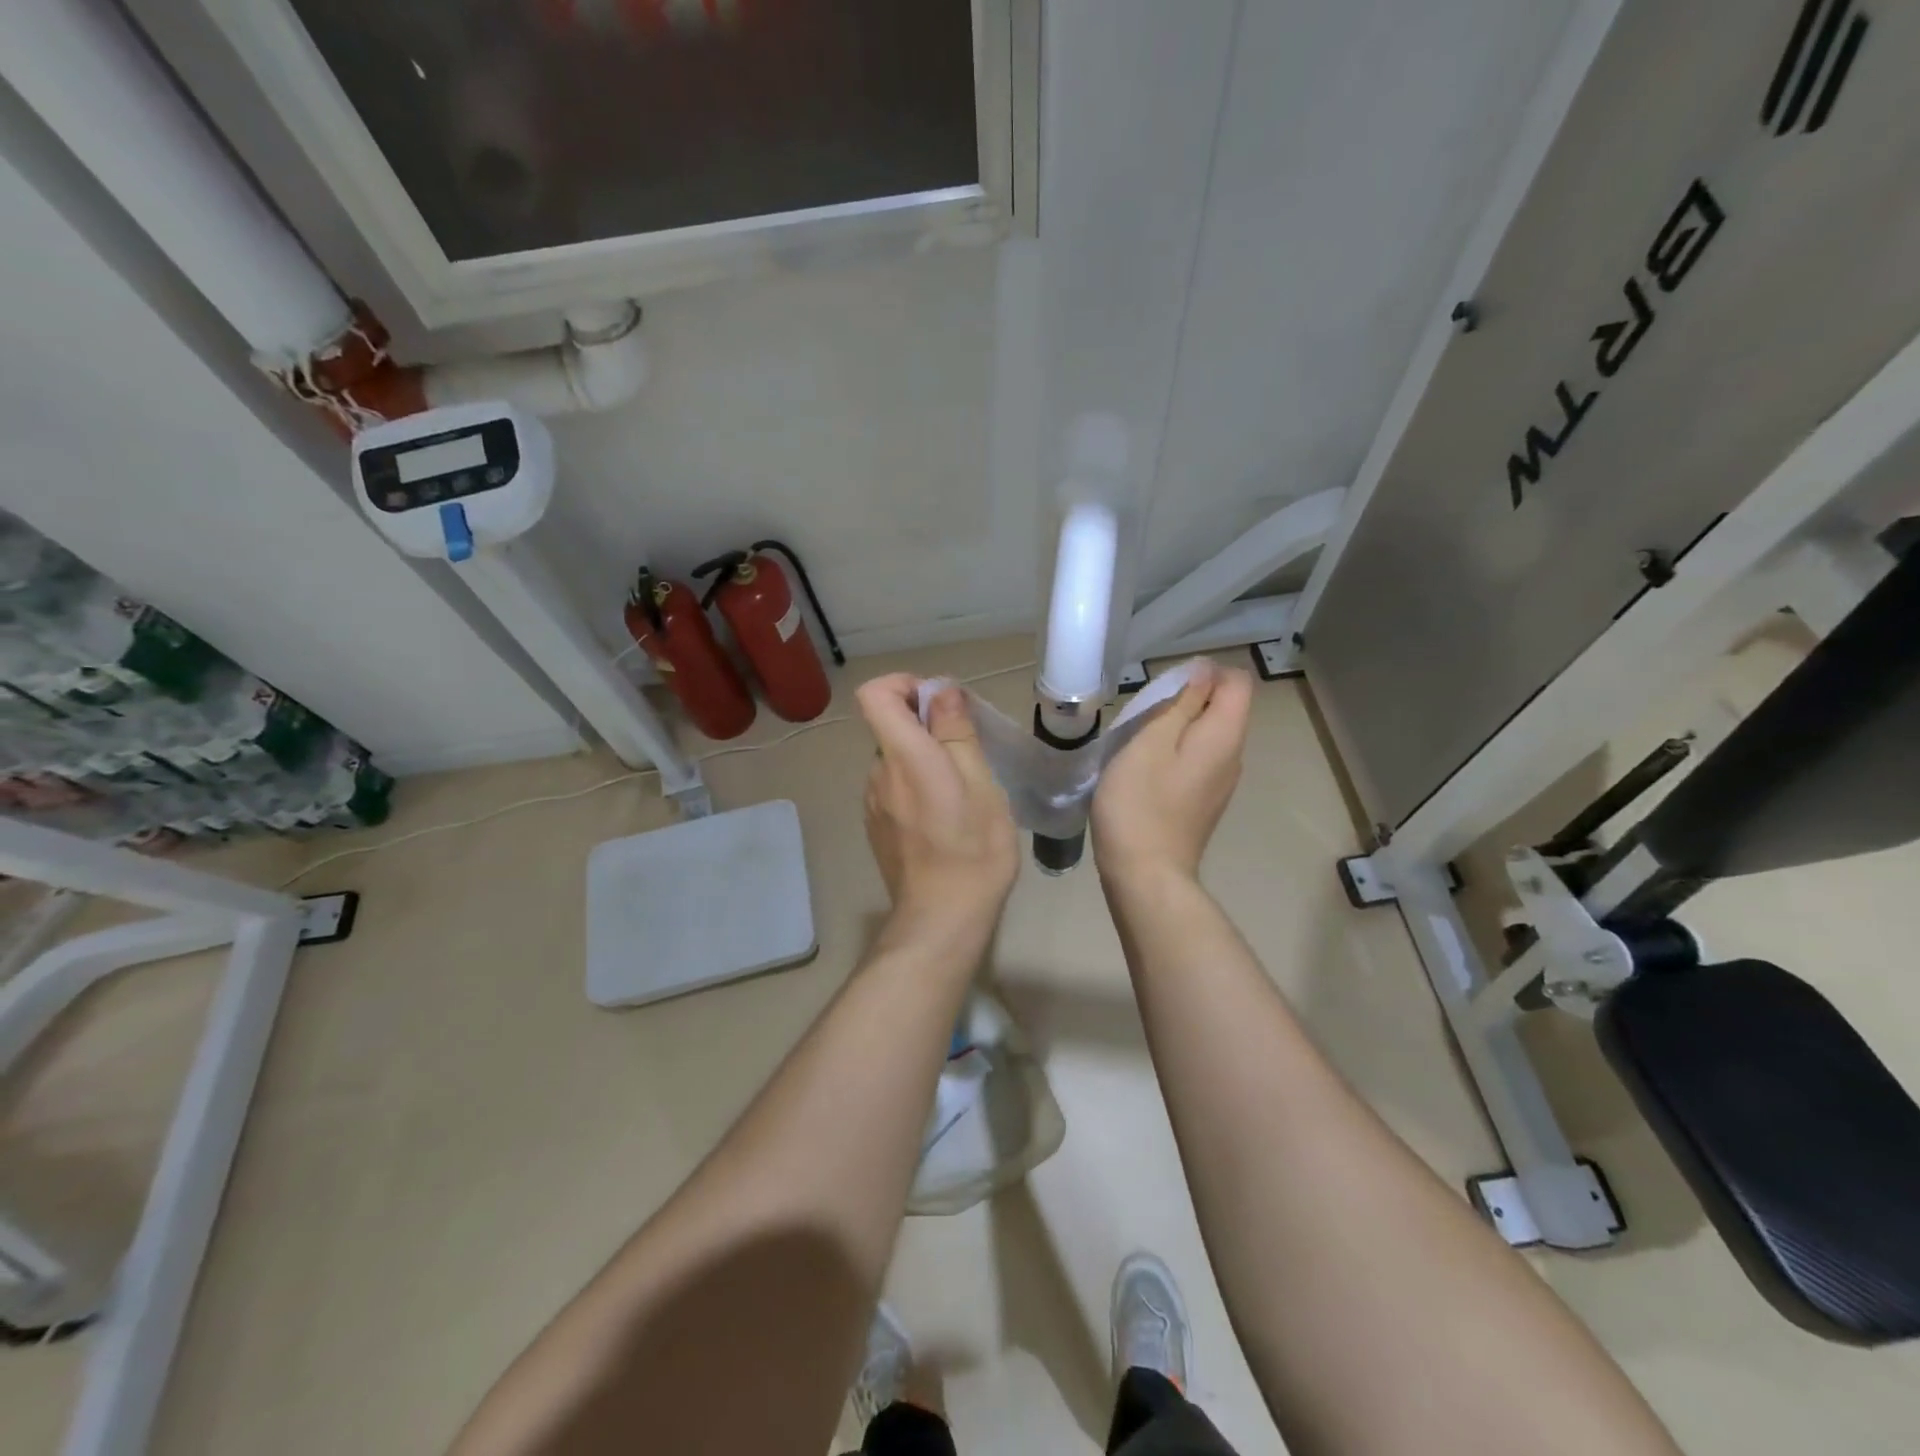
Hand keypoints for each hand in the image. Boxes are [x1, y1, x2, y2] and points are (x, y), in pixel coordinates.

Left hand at [857, 674, 1018, 928]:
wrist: (942, 917)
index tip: (939, 704)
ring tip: (962, 791)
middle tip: (969, 752)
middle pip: (891, 727)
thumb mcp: (980, 782)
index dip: (904, 684)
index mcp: (902, 755)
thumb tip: (940, 690)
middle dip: (927, 727)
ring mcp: (872, 802)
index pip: (875, 694)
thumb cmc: (972, 848)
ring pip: (896, 760)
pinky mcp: (876, 826)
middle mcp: (877, 772)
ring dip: (925, 761)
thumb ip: (955, 731)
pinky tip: (945, 818)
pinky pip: (894, 788)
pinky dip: (917, 787)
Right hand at [1092, 660, 1253, 885]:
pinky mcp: (1204, 800)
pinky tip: (1146, 769)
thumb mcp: (1151, 742)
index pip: (1237, 682)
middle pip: (1225, 707)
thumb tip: (1204, 672)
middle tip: (1145, 715)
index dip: (1205, 673)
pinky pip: (1198, 759)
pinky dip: (1176, 752)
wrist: (1145, 874)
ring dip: (1178, 726)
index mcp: (1225, 736)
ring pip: (1208, 735)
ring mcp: (1221, 782)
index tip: (1166, 688)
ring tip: (1140, 740)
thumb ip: (1181, 703)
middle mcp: (1233, 756)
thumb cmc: (1140, 803)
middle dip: (1188, 699)